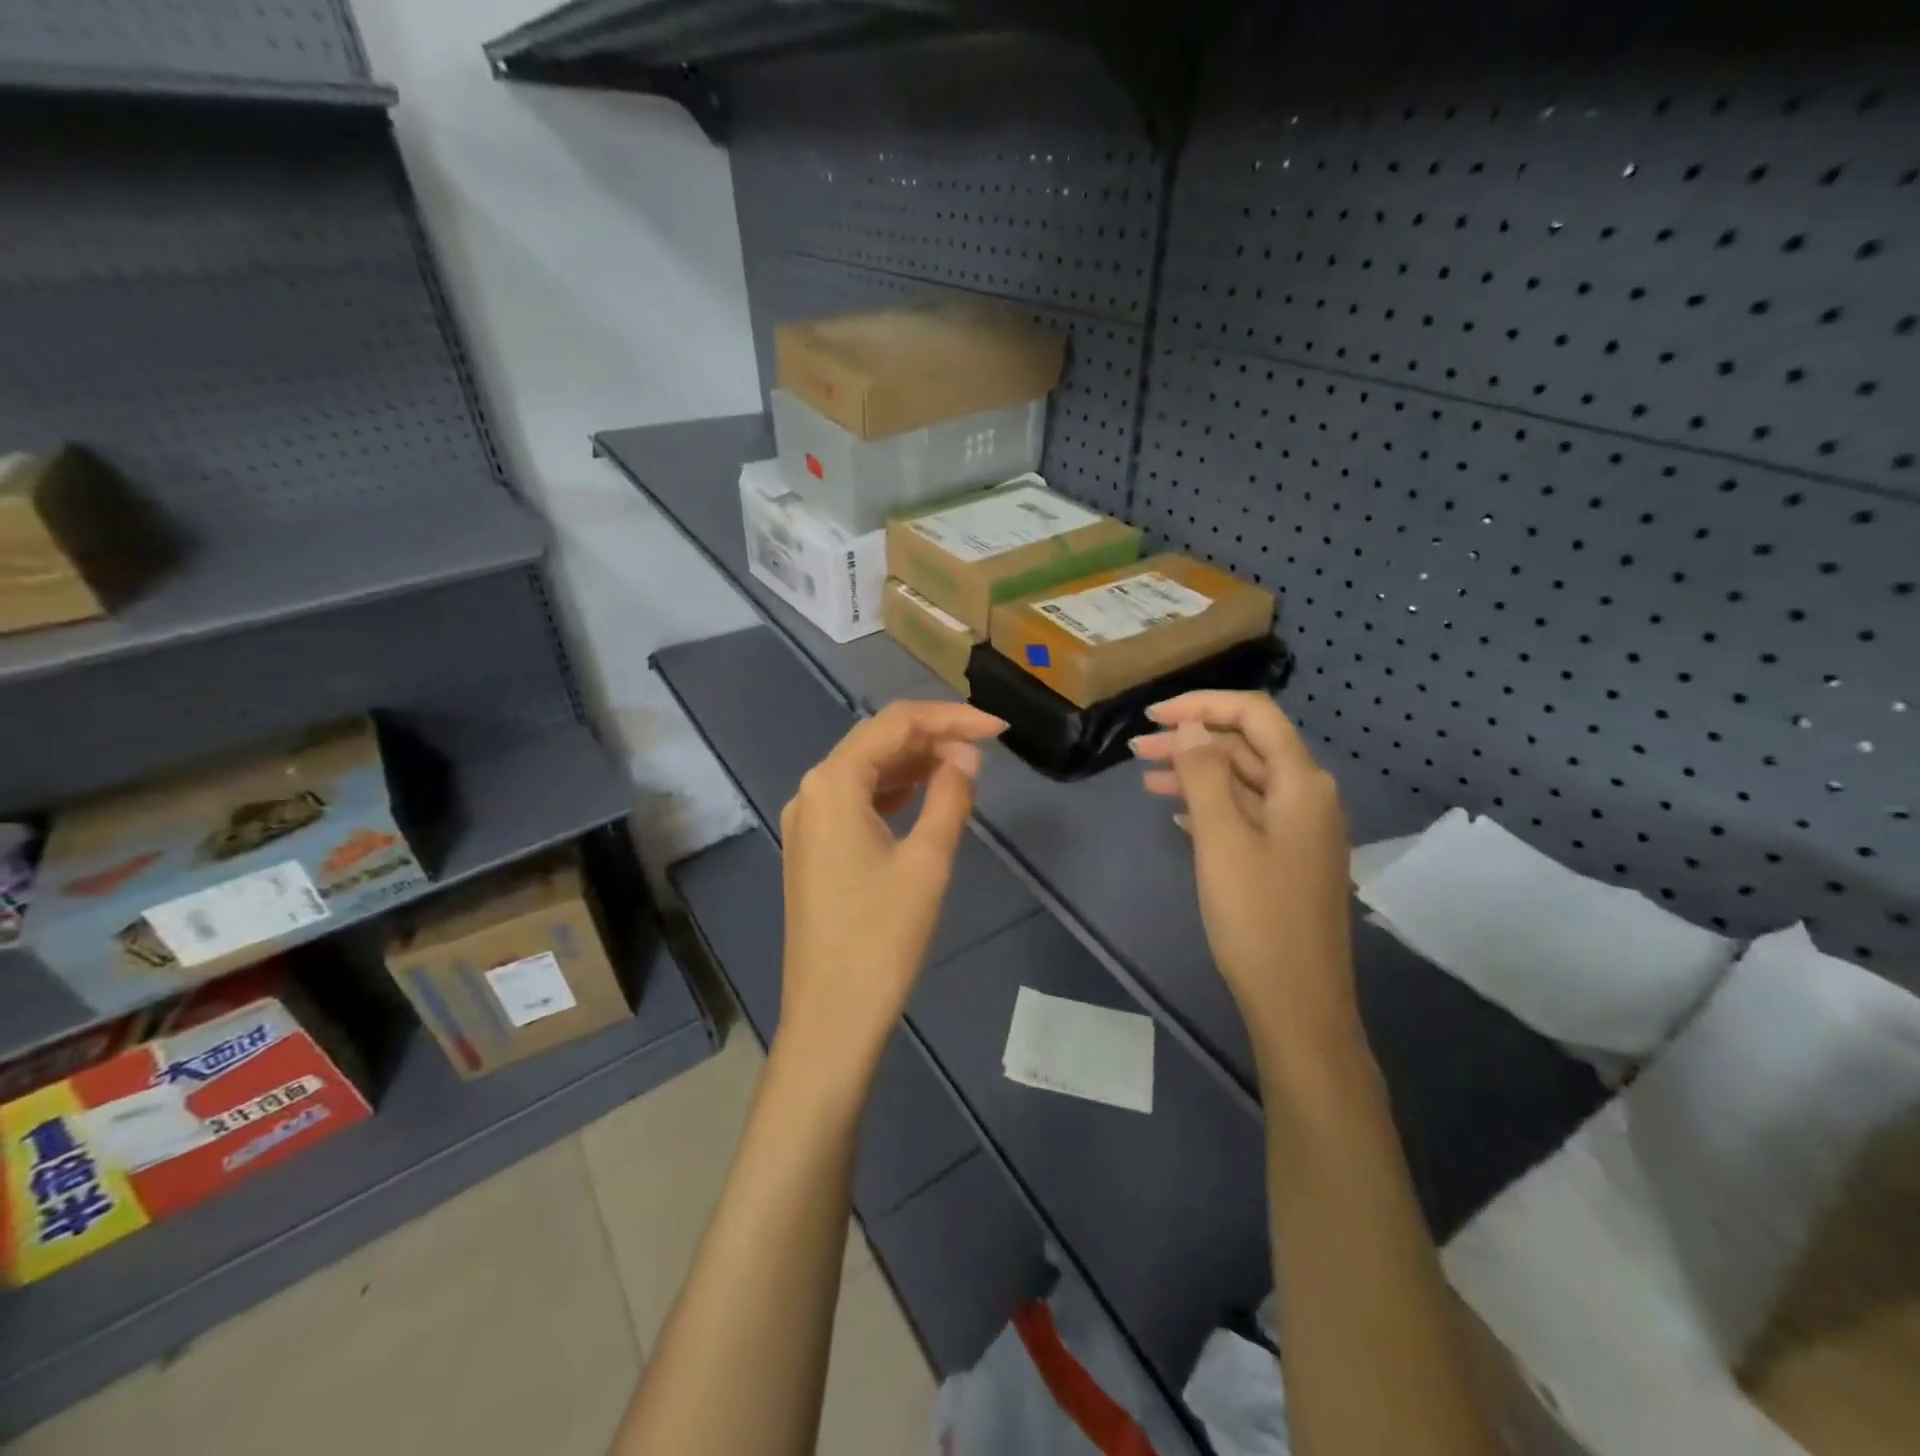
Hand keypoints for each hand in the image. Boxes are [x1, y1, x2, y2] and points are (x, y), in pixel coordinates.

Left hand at [777, 701, 1005, 1079]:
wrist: (832, 1015)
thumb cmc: (882, 937)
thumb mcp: (927, 861)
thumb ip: (950, 795)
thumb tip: (965, 755)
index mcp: (832, 783)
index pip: (896, 724)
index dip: (950, 718)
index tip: (998, 729)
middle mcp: (811, 791)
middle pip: (876, 741)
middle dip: (932, 736)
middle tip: (985, 747)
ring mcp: (807, 821)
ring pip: (865, 770)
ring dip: (913, 762)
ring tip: (964, 768)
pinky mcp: (813, 847)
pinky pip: (855, 800)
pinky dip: (893, 790)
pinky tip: (925, 797)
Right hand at [1131, 692, 1359, 1056]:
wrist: (1297, 1002)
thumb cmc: (1256, 918)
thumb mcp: (1222, 839)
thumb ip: (1205, 774)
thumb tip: (1191, 726)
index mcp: (1301, 783)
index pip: (1254, 715)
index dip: (1202, 705)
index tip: (1152, 716)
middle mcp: (1308, 796)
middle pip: (1246, 746)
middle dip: (1191, 741)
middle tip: (1136, 751)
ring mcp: (1300, 829)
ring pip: (1243, 781)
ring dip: (1196, 773)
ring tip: (1144, 778)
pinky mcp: (1288, 857)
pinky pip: (1246, 813)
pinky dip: (1210, 804)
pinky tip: (1177, 813)